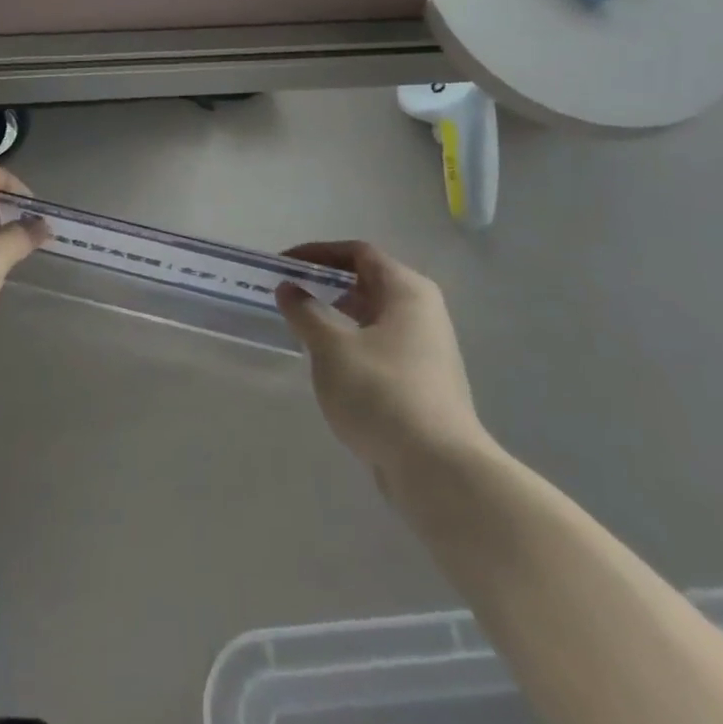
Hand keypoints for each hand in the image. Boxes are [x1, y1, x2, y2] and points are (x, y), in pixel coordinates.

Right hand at [277, 242, 490, 475]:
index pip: (358, 253)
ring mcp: (427, 350)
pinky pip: (380, 348)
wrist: (438, 470)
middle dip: (326, 285)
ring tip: (302, 331)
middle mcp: (423, 312)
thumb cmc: (381, 392)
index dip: (318, 253)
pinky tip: (329, 368)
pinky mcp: (424, 384)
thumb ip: (305, 312)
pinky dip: (352, 346)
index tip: (284, 265)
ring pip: (374, 319)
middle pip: (368, 283)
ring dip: (337, 318)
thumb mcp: (331, 347)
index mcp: (407, 290)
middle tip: (289, 296)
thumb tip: (289, 289)